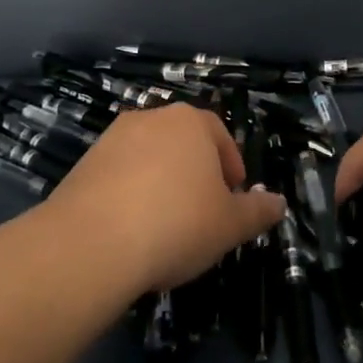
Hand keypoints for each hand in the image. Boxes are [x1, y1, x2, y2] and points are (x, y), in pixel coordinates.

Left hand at [40, 104, 286, 293]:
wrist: (91, 244)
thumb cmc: (177, 224)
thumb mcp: (230, 225)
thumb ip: (258, 212)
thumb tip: (279, 203)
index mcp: (191, 122)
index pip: (220, 136)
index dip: (231, 168)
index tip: (233, 198)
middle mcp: (152, 118)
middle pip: (183, 143)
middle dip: (195, 173)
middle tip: (203, 211)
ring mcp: (113, 139)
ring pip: (149, 158)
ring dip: (161, 183)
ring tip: (165, 224)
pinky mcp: (83, 164)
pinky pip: (118, 176)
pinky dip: (129, 195)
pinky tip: (132, 230)